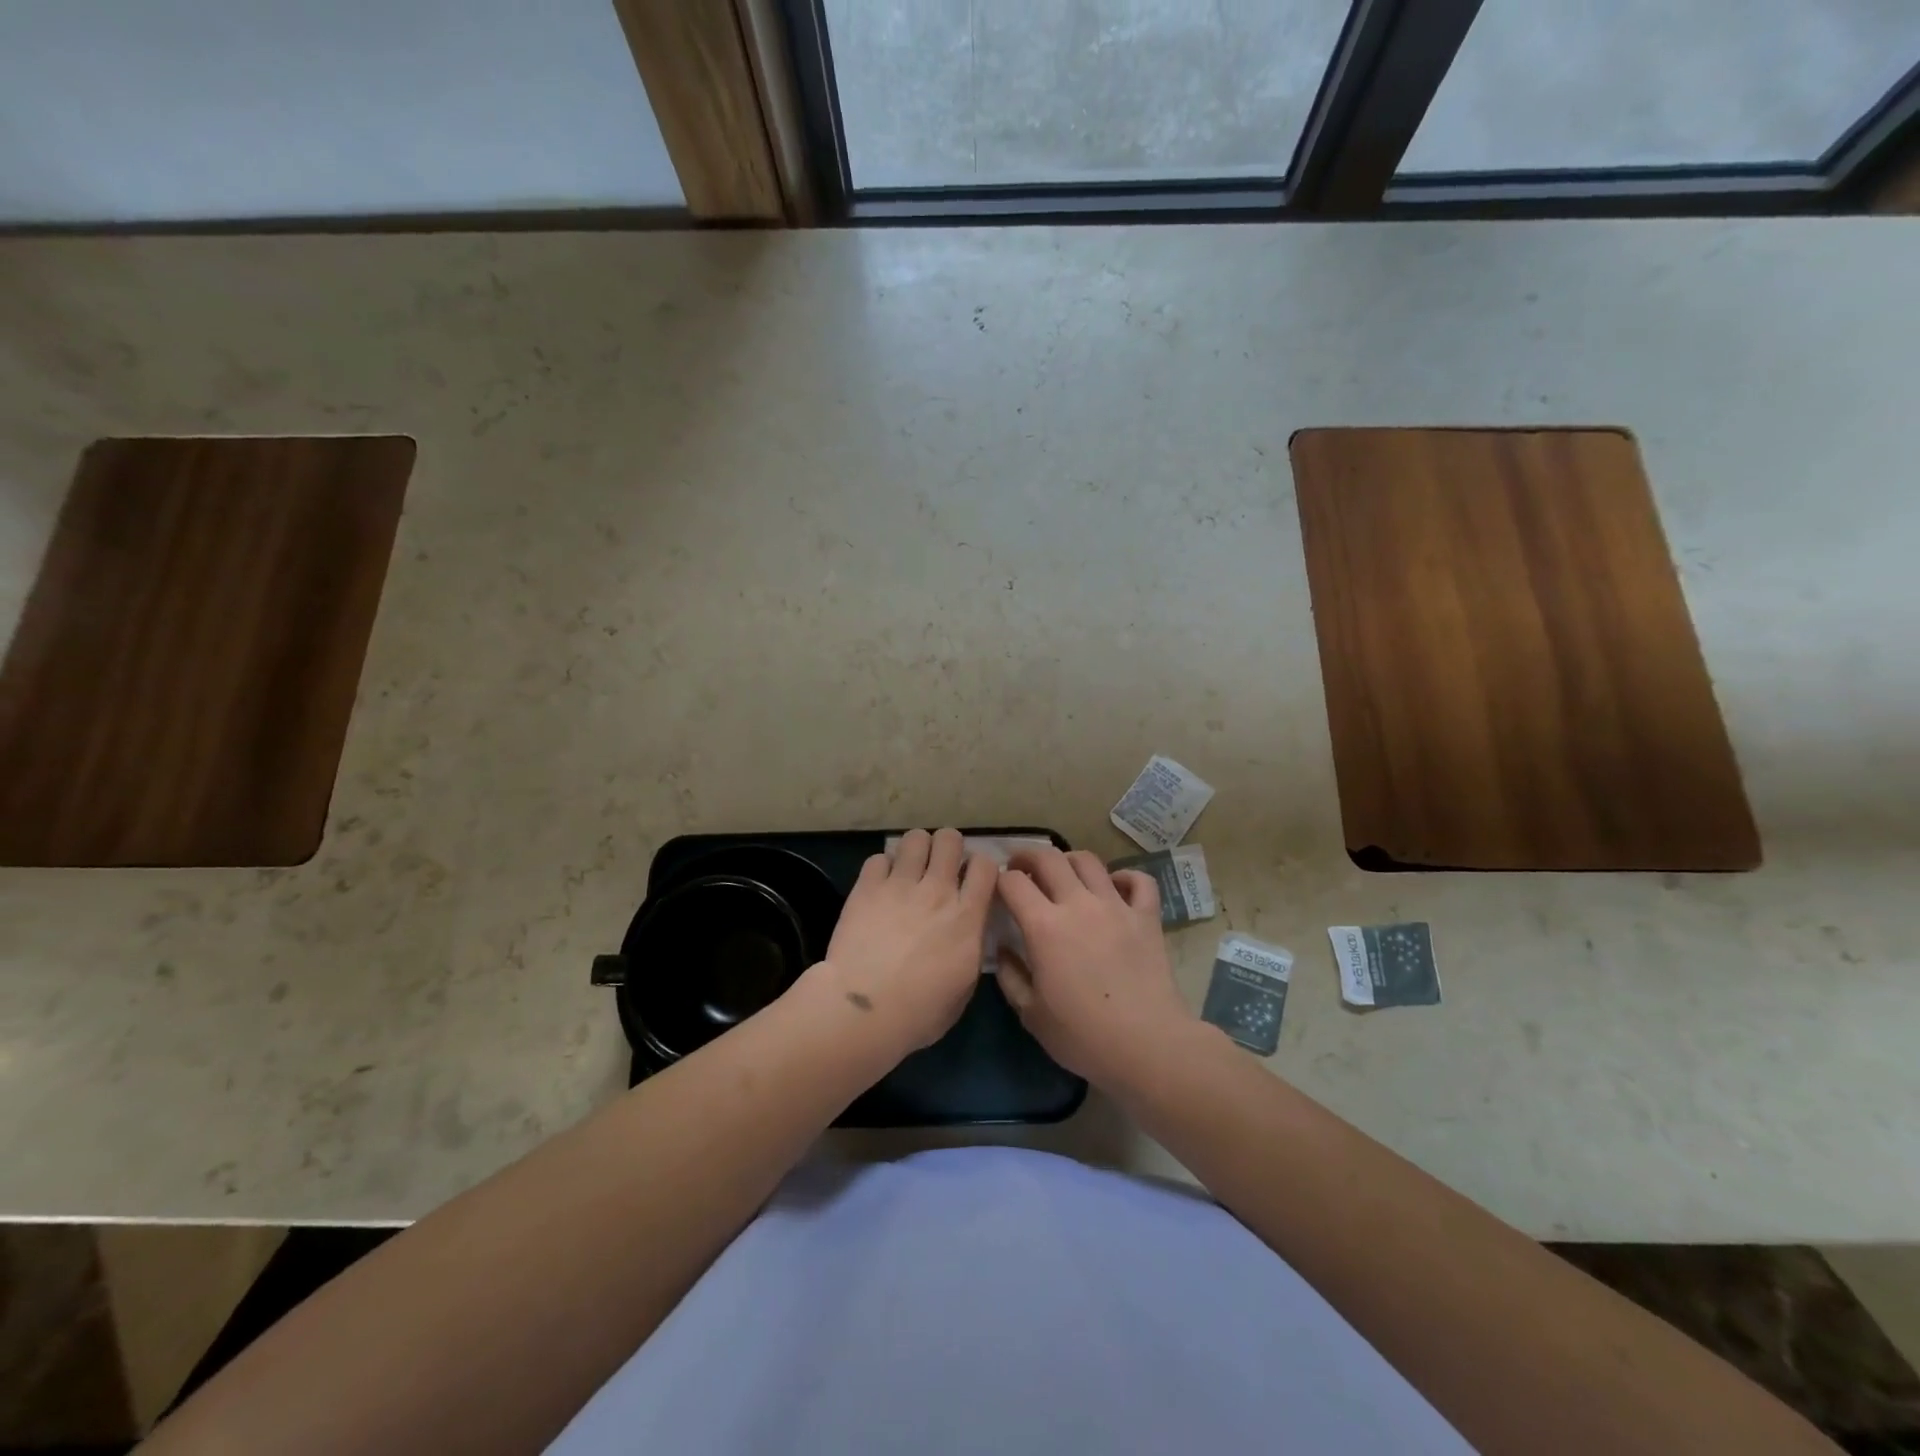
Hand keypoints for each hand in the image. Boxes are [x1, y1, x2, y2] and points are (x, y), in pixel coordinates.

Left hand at [812, 827, 996, 1058]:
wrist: (864, 1011)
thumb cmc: (919, 1013)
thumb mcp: (964, 987)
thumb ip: (970, 949)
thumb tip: (968, 932)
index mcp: (966, 916)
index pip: (985, 865)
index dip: (980, 866)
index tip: (972, 879)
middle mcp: (937, 891)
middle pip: (950, 839)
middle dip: (948, 846)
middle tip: (939, 865)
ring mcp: (900, 885)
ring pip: (915, 838)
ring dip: (916, 849)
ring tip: (910, 867)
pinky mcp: (867, 887)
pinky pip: (878, 858)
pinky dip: (882, 867)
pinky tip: (880, 884)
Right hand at [996, 846, 1193, 1088]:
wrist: (1147, 1046)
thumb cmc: (1083, 1036)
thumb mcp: (1031, 1014)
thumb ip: (1010, 976)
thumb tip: (1002, 949)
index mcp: (1044, 926)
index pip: (1013, 882)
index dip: (1000, 880)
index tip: (997, 890)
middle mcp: (1078, 904)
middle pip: (1049, 858)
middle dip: (1028, 856)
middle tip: (1022, 867)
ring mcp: (1116, 906)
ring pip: (1089, 861)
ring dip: (1069, 861)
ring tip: (1064, 874)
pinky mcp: (1147, 917)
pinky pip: (1138, 880)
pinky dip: (1124, 877)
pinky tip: (1114, 888)